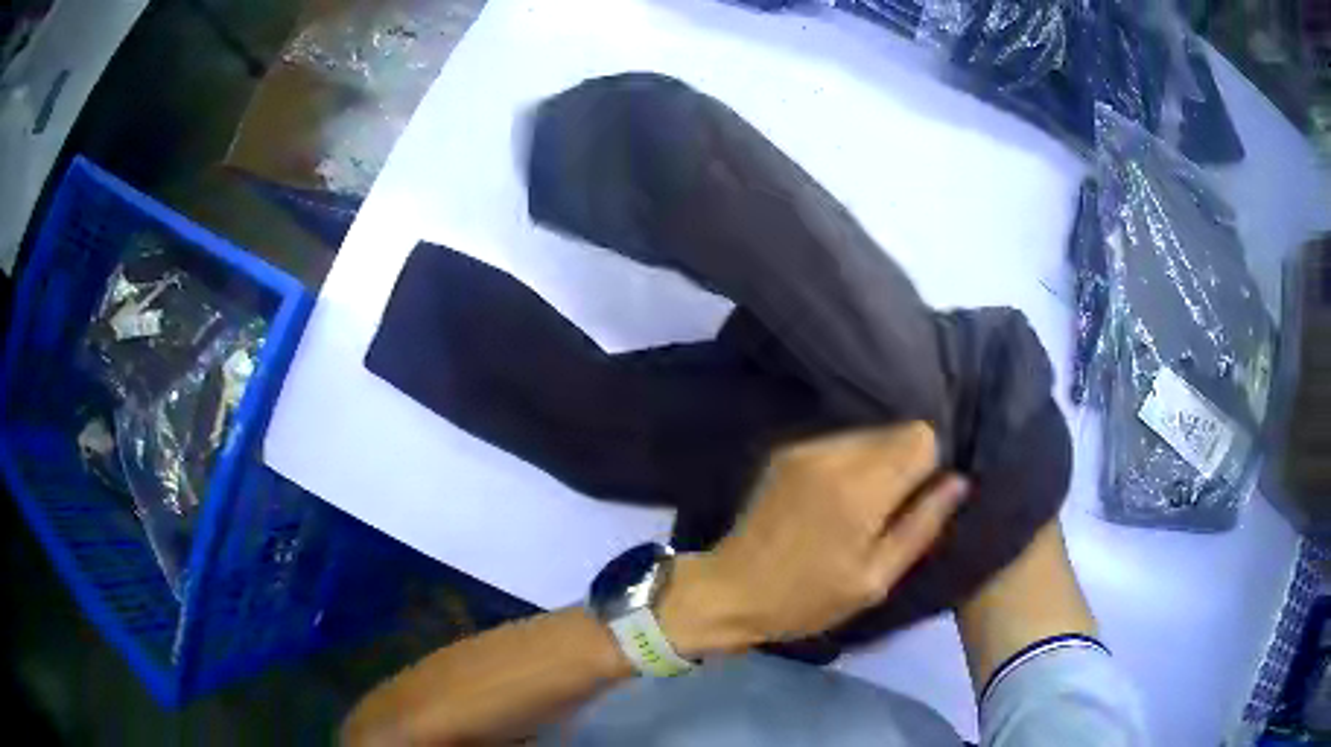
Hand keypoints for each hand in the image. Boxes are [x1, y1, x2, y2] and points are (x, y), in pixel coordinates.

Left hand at [660, 423, 967, 653]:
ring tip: (862, 508)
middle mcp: (834, 453)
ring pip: (870, 433)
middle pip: (897, 431)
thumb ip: (921, 527)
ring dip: (878, 463)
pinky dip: (852, 463)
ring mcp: (806, 448)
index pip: (921, 438)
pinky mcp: (786, 450)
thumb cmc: (807, 599)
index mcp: (860, 489)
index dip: (930, 466)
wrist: (730, 590)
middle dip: (906, 464)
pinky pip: (841, 442)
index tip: (920, 500)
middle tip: (891, 510)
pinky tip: (835, 500)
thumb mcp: (874, 580)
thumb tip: (959, 482)